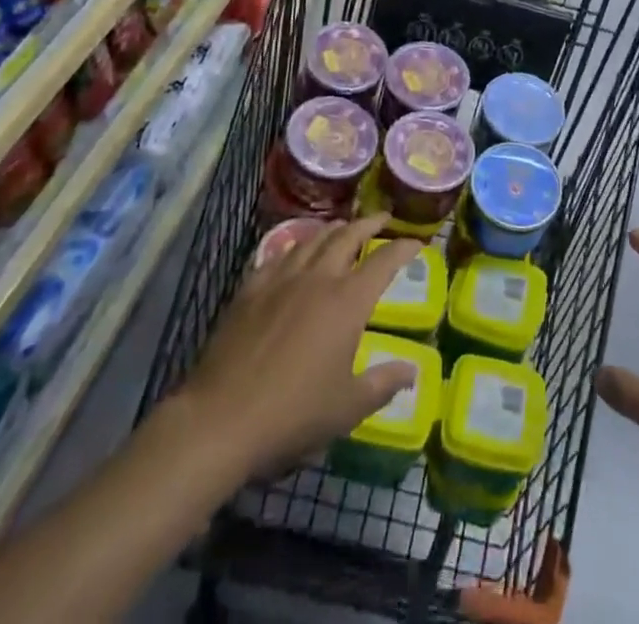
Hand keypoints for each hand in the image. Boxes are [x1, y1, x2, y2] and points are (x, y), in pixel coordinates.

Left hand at [169, 215, 421, 479]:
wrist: (222, 418)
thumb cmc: (293, 413)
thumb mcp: (347, 407)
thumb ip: (383, 384)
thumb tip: (413, 371)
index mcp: (348, 301)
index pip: (384, 261)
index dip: (403, 248)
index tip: (417, 242)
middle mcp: (318, 278)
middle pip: (348, 236)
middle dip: (369, 224)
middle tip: (382, 219)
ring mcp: (281, 279)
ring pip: (313, 239)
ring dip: (333, 229)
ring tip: (342, 228)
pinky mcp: (250, 289)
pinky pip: (278, 255)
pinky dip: (295, 247)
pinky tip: (294, 252)